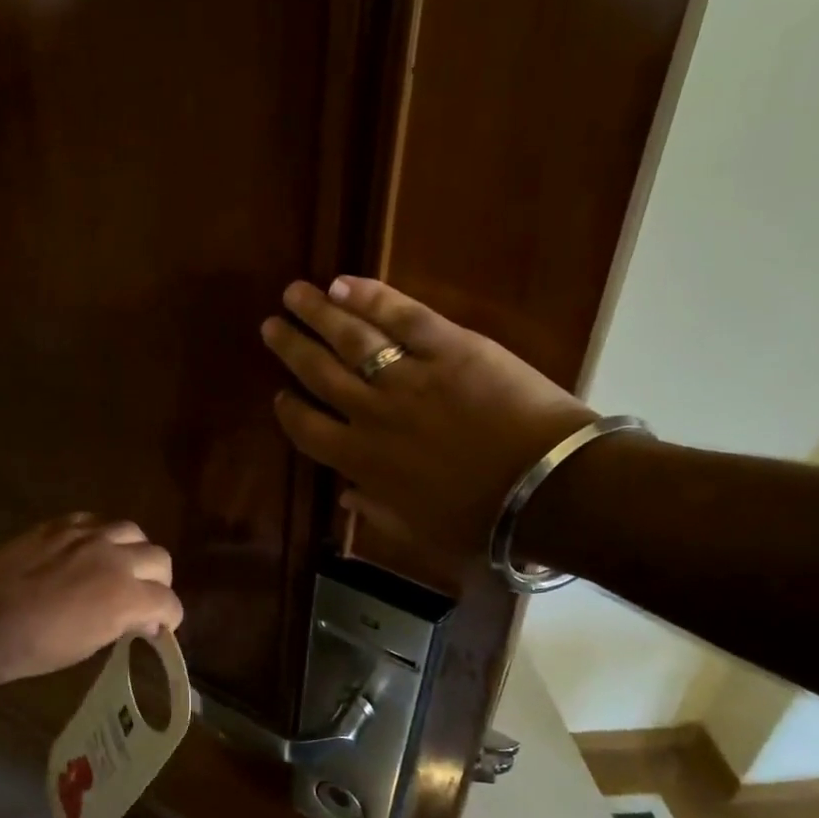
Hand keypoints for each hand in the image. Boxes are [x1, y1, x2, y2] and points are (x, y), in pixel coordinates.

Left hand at [0, 514, 183, 709]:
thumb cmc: (34, 648)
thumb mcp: (89, 644)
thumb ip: (121, 623)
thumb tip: (139, 618)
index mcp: (125, 596)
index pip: (168, 601)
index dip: (169, 616)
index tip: (159, 626)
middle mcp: (114, 557)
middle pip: (159, 558)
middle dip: (159, 580)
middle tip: (143, 596)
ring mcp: (86, 535)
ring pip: (131, 530)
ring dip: (133, 550)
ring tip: (118, 565)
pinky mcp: (58, 524)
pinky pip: (94, 520)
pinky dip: (101, 535)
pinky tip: (88, 549)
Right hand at [260, 277, 595, 571]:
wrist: (547, 489)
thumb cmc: (483, 521)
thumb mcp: (419, 533)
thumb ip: (376, 513)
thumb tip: (346, 498)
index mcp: (362, 461)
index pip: (308, 429)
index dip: (290, 410)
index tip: (280, 395)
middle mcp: (371, 413)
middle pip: (319, 372)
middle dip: (291, 347)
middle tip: (271, 326)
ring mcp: (407, 376)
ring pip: (350, 338)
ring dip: (318, 313)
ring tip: (294, 293)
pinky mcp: (447, 347)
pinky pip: (400, 316)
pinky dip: (370, 297)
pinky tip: (344, 284)